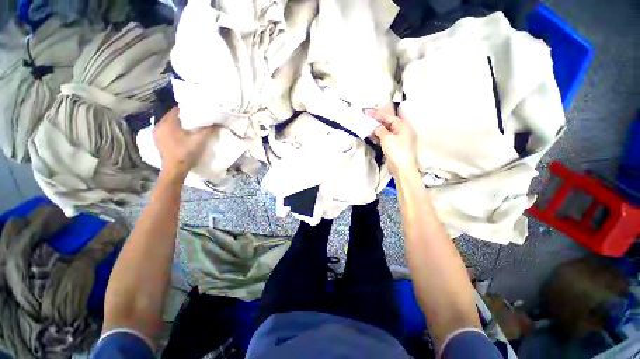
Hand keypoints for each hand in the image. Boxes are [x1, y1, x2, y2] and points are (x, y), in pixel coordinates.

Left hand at [153, 107, 212, 180]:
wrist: (175, 169)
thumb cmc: (186, 153)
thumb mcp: (200, 140)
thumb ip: (208, 130)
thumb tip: (217, 123)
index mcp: (167, 122)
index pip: (177, 109)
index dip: (189, 109)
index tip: (198, 111)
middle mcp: (159, 125)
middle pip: (173, 116)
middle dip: (184, 116)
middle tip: (197, 118)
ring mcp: (157, 133)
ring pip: (169, 123)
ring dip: (179, 123)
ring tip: (191, 126)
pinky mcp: (158, 140)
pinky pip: (167, 129)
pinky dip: (174, 129)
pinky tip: (182, 134)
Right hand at [366, 108, 418, 175]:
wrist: (403, 168)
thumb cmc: (396, 151)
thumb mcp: (387, 138)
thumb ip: (380, 130)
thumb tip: (375, 127)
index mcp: (402, 125)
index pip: (387, 116)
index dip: (376, 113)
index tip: (365, 111)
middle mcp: (402, 129)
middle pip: (388, 121)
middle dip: (377, 120)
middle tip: (366, 117)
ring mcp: (399, 138)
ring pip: (386, 129)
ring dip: (377, 128)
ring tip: (367, 126)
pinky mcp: (396, 145)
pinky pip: (386, 137)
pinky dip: (379, 135)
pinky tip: (372, 135)